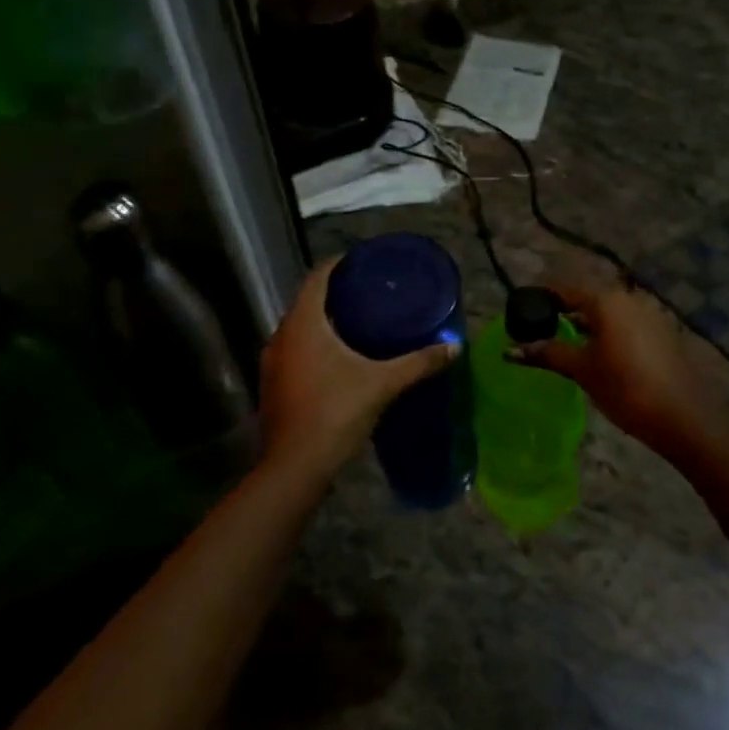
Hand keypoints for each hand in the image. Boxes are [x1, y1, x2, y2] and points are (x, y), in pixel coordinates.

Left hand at [258, 257, 459, 476]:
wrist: (295, 467)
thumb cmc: (335, 413)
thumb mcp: (382, 384)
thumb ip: (418, 363)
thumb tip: (455, 347)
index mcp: (303, 324)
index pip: (317, 277)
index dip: (339, 264)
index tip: (364, 262)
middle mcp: (281, 336)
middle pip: (308, 302)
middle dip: (337, 295)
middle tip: (371, 293)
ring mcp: (273, 363)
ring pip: (300, 330)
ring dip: (325, 323)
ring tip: (360, 323)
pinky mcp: (274, 386)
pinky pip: (296, 352)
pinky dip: (316, 347)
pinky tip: (341, 359)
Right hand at [509, 280, 718, 455]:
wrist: (682, 417)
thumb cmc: (625, 388)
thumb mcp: (581, 370)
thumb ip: (547, 353)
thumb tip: (510, 350)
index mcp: (606, 300)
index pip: (564, 288)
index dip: (541, 298)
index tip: (522, 312)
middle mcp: (629, 297)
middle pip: (588, 296)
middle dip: (564, 310)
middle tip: (541, 329)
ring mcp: (650, 313)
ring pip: (608, 310)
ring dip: (586, 321)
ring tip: (566, 343)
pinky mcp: (662, 332)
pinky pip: (626, 323)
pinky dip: (607, 331)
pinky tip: (599, 353)